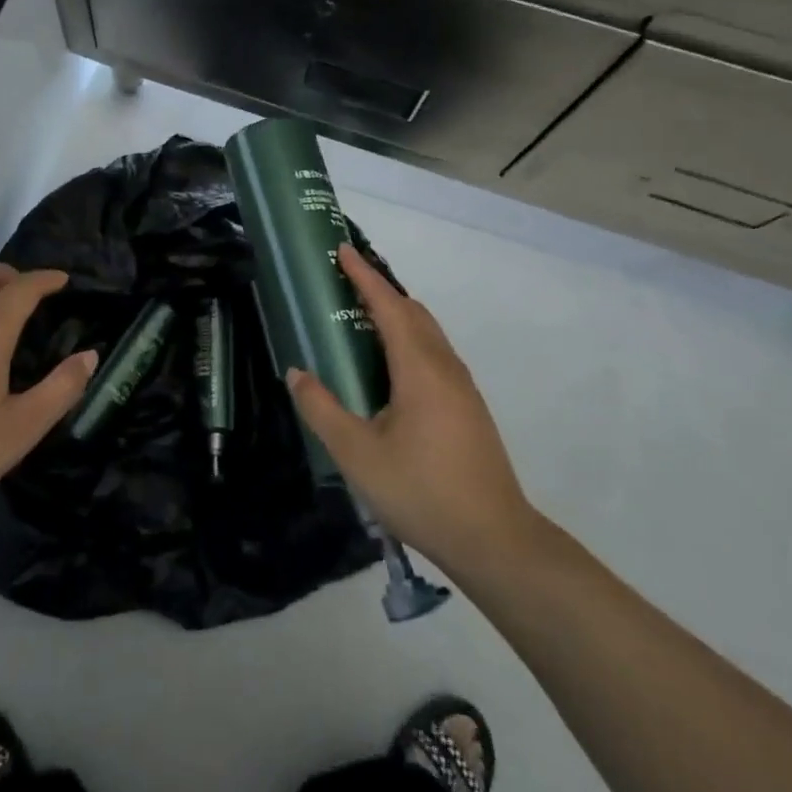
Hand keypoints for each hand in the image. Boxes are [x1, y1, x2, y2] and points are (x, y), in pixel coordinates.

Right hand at [286, 244, 540, 578]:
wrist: (495, 540)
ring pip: (428, 333)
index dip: (364, 276)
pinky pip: (435, 353)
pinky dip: (409, 339)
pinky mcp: (469, 408)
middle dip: (380, 290)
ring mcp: (462, 387)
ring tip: (363, 319)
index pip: (389, 306)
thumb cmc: (422, 491)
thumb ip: (322, 410)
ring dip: (397, 315)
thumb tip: (297, 373)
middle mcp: (444, 367)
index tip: (342, 251)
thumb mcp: (357, 454)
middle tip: (346, 283)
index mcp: (419, 368)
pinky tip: (390, 367)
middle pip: (413, 312)